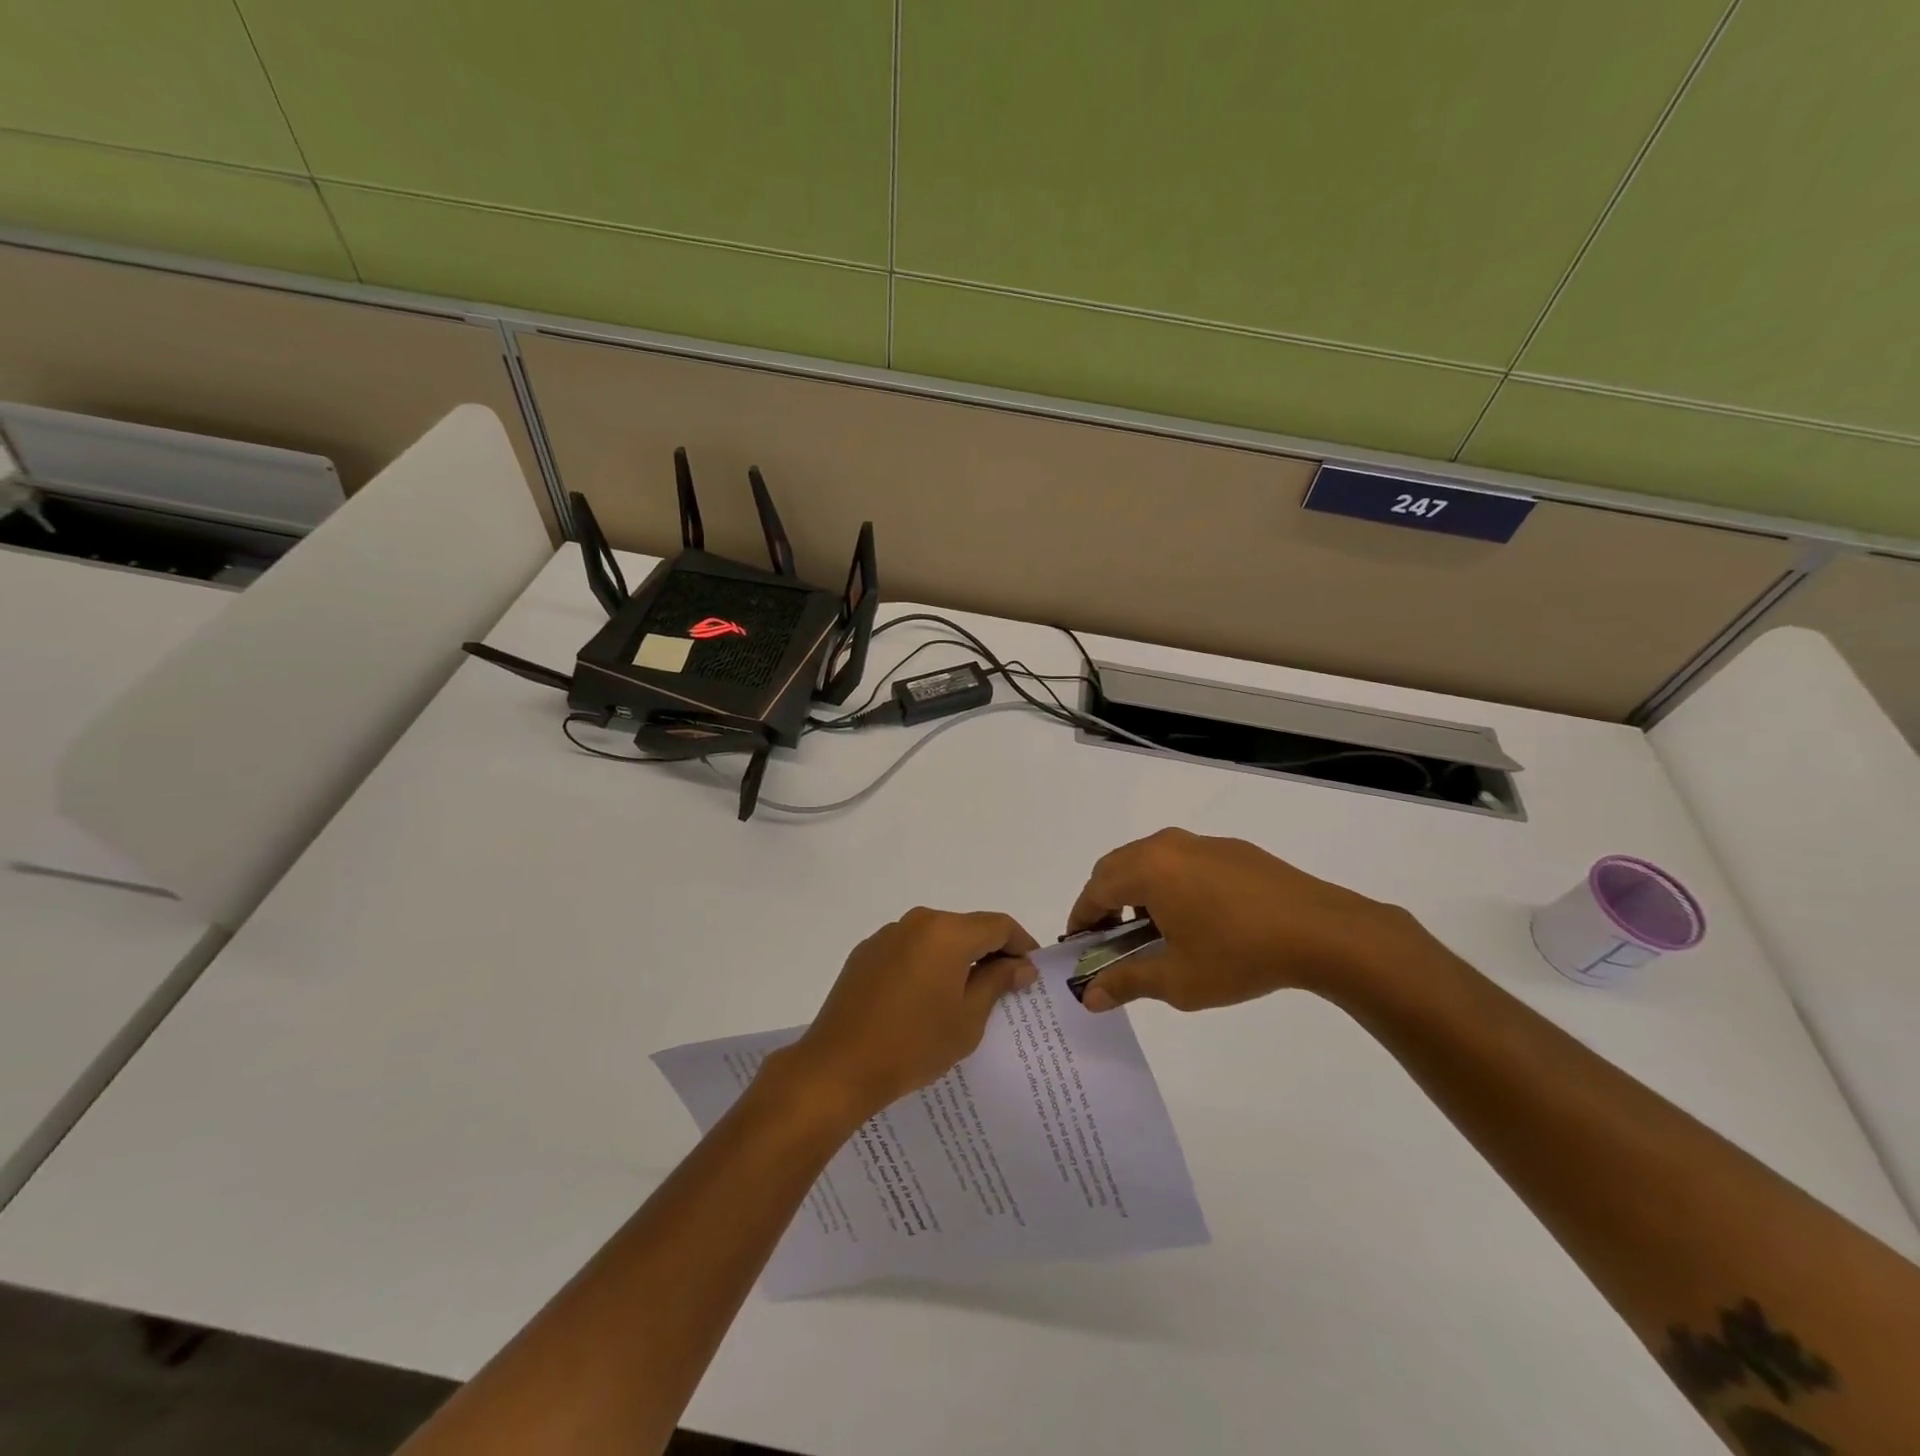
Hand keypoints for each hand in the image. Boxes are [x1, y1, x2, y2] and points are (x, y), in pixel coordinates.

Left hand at [775, 908, 1038, 1123]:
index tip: (1031, 971)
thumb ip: (997, 983)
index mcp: (947, 933)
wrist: (838, 1067)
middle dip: (989, 952)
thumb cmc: (914, 1044)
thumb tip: (1021, 965)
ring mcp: (887, 935)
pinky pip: (909, 950)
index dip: (1021, 944)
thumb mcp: (968, 1019)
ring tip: (964, 996)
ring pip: (936, 938)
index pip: (998, 925)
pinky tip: (924, 999)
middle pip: (966, 928)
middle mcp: (918, 922)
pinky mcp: (866, 953)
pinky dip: (926, 964)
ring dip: (956, 958)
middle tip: (1004, 987)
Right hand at [1066, 828, 1436, 1012]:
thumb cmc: (1238, 955)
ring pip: (1150, 860)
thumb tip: (1090, 997)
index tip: (1079, 945)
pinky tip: (1195, 917)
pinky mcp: (1232, 850)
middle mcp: (1167, 846)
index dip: (1081, 918)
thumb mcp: (1177, 980)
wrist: (1322, 931)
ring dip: (1137, 890)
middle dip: (1105, 901)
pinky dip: (1169, 883)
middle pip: (1117, 867)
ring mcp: (1202, 843)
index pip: (1095, 890)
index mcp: (1147, 869)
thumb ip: (1127, 982)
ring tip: (1153, 931)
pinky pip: (1183, 860)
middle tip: (1110, 939)